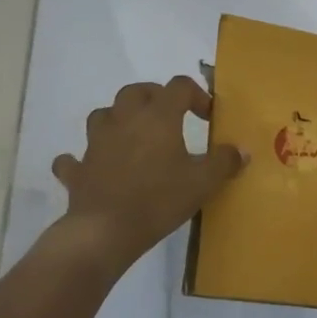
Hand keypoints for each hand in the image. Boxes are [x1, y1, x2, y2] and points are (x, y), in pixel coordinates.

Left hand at [50, 76, 246, 269]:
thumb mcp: (203, 182)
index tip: (208, 117)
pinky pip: (75, 158)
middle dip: (155, 97)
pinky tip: (93, 168)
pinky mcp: (78, 170)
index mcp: (158, 117)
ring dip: (118, 119)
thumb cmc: (159, 199)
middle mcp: (125, 120)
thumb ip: (224, 162)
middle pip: (136, 91)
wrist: (105, 231)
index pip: (179, 87)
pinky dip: (84, 160)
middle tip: (171, 117)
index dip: (197, 95)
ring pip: (103, 115)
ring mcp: (96, 143)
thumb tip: (241, 150)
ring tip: (133, 136)